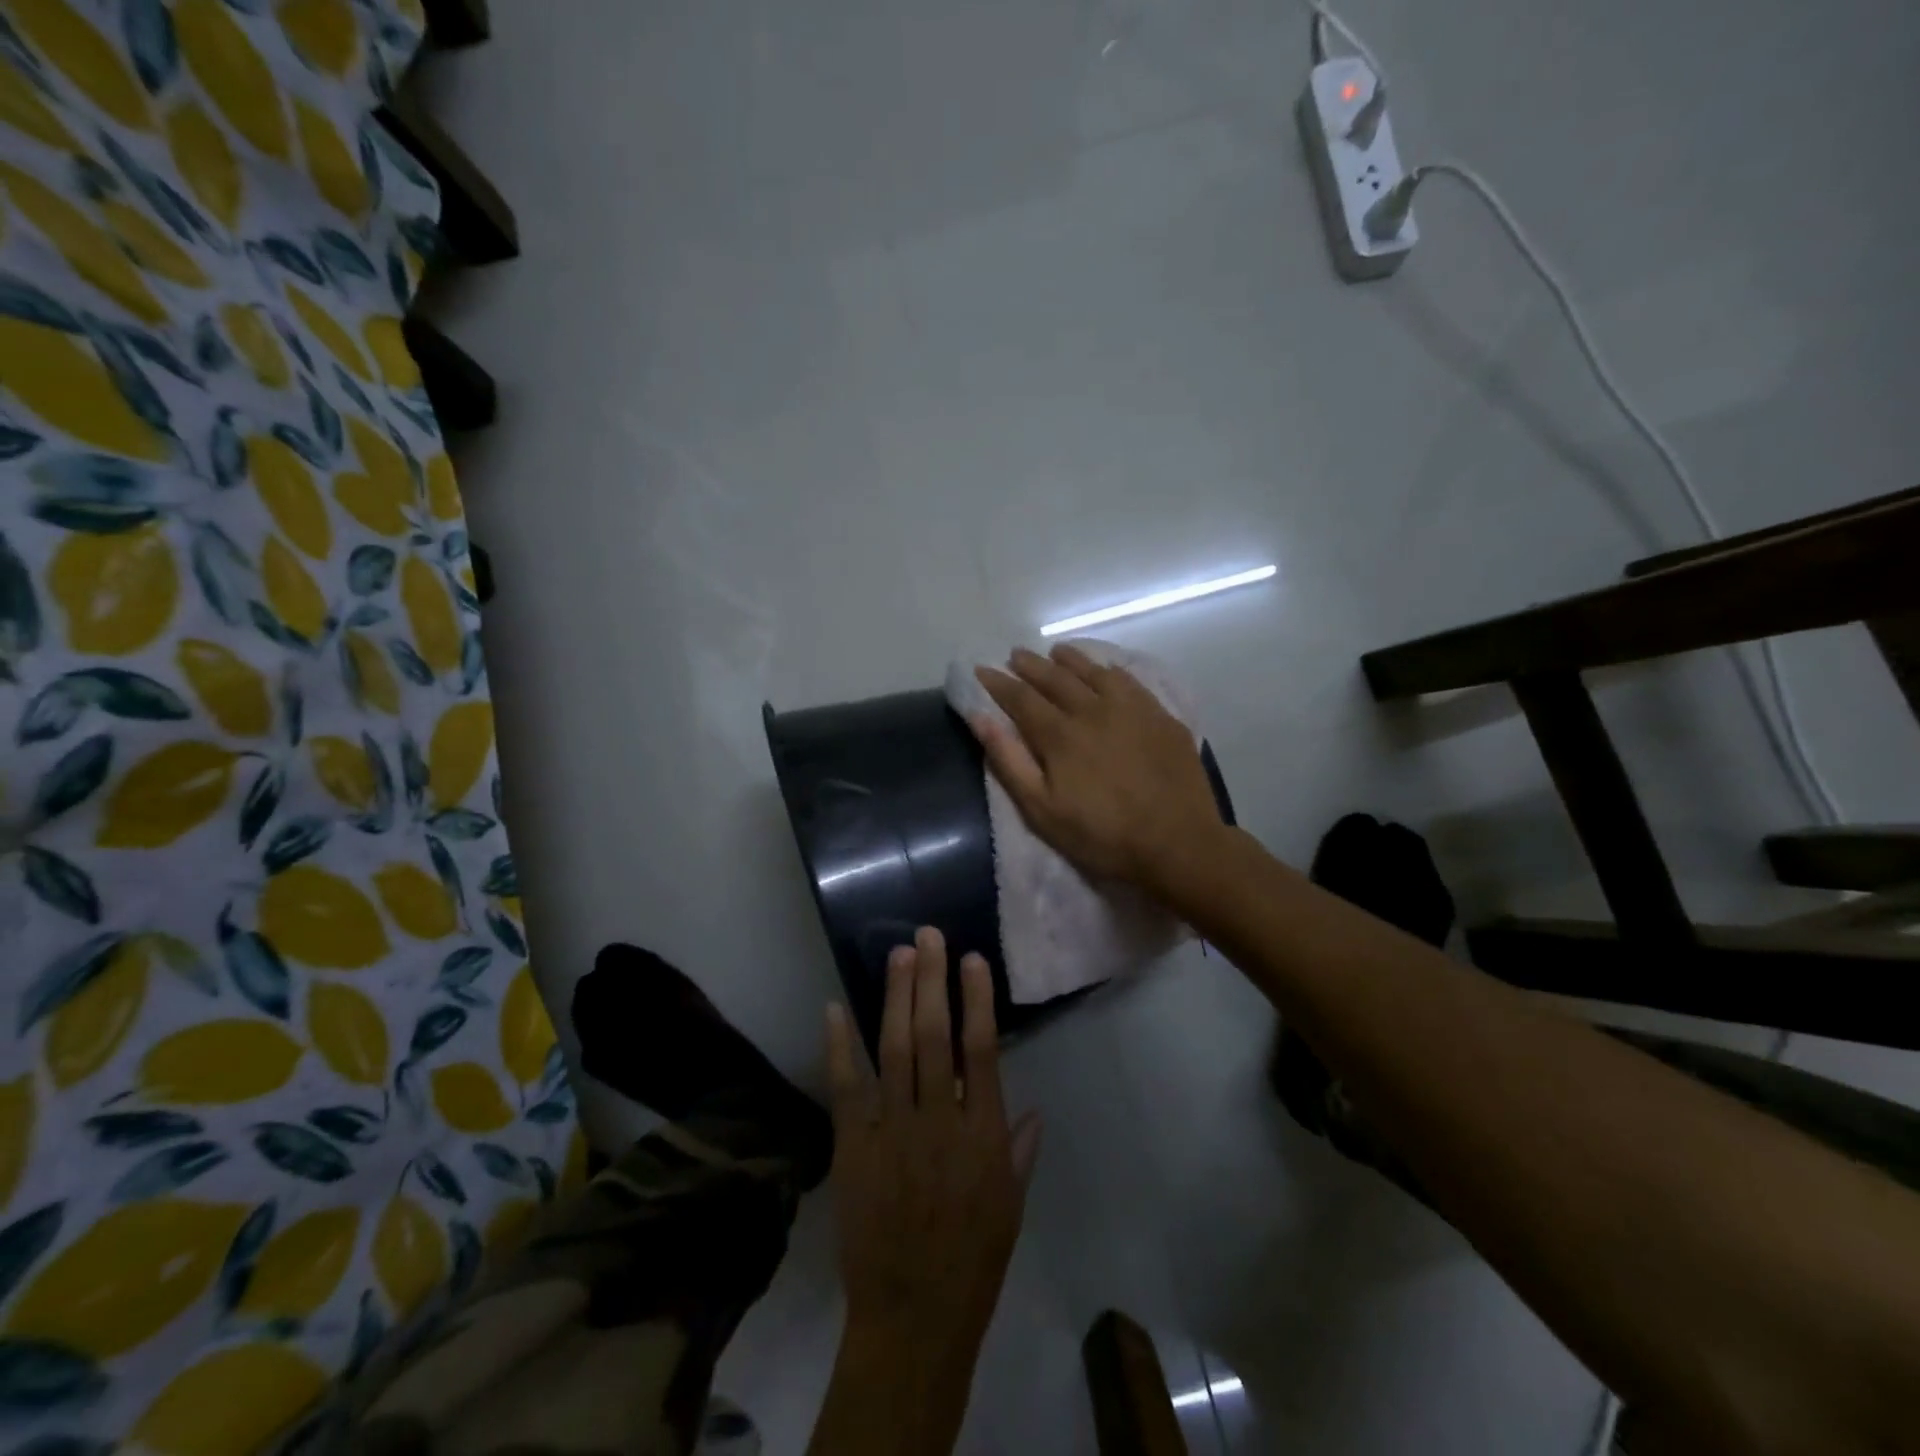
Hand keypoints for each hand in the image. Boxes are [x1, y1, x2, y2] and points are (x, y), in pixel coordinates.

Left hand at [817, 928, 1040, 1450]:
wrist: (914, 1317)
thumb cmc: (973, 1260)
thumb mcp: (1012, 1206)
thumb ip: (1020, 1151)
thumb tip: (1033, 1109)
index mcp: (982, 1134)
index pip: (980, 1050)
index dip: (976, 999)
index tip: (971, 959)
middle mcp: (938, 1121)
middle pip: (933, 1036)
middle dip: (931, 980)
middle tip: (928, 936)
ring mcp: (893, 1131)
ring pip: (894, 1050)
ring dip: (894, 997)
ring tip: (899, 954)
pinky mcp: (855, 1148)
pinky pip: (847, 1089)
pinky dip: (840, 1047)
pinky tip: (834, 1009)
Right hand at [971, 645, 1223, 893]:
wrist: (1177, 843)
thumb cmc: (1102, 835)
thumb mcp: (1042, 810)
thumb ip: (1009, 761)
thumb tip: (980, 717)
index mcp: (1060, 734)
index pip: (1021, 698)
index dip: (999, 683)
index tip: (982, 670)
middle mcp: (1093, 710)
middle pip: (1055, 678)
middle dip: (1031, 665)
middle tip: (1015, 655)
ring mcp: (1131, 709)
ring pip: (1094, 672)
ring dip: (1070, 659)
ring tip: (1056, 652)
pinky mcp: (1161, 717)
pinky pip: (1130, 681)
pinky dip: (1110, 670)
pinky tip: (1106, 670)